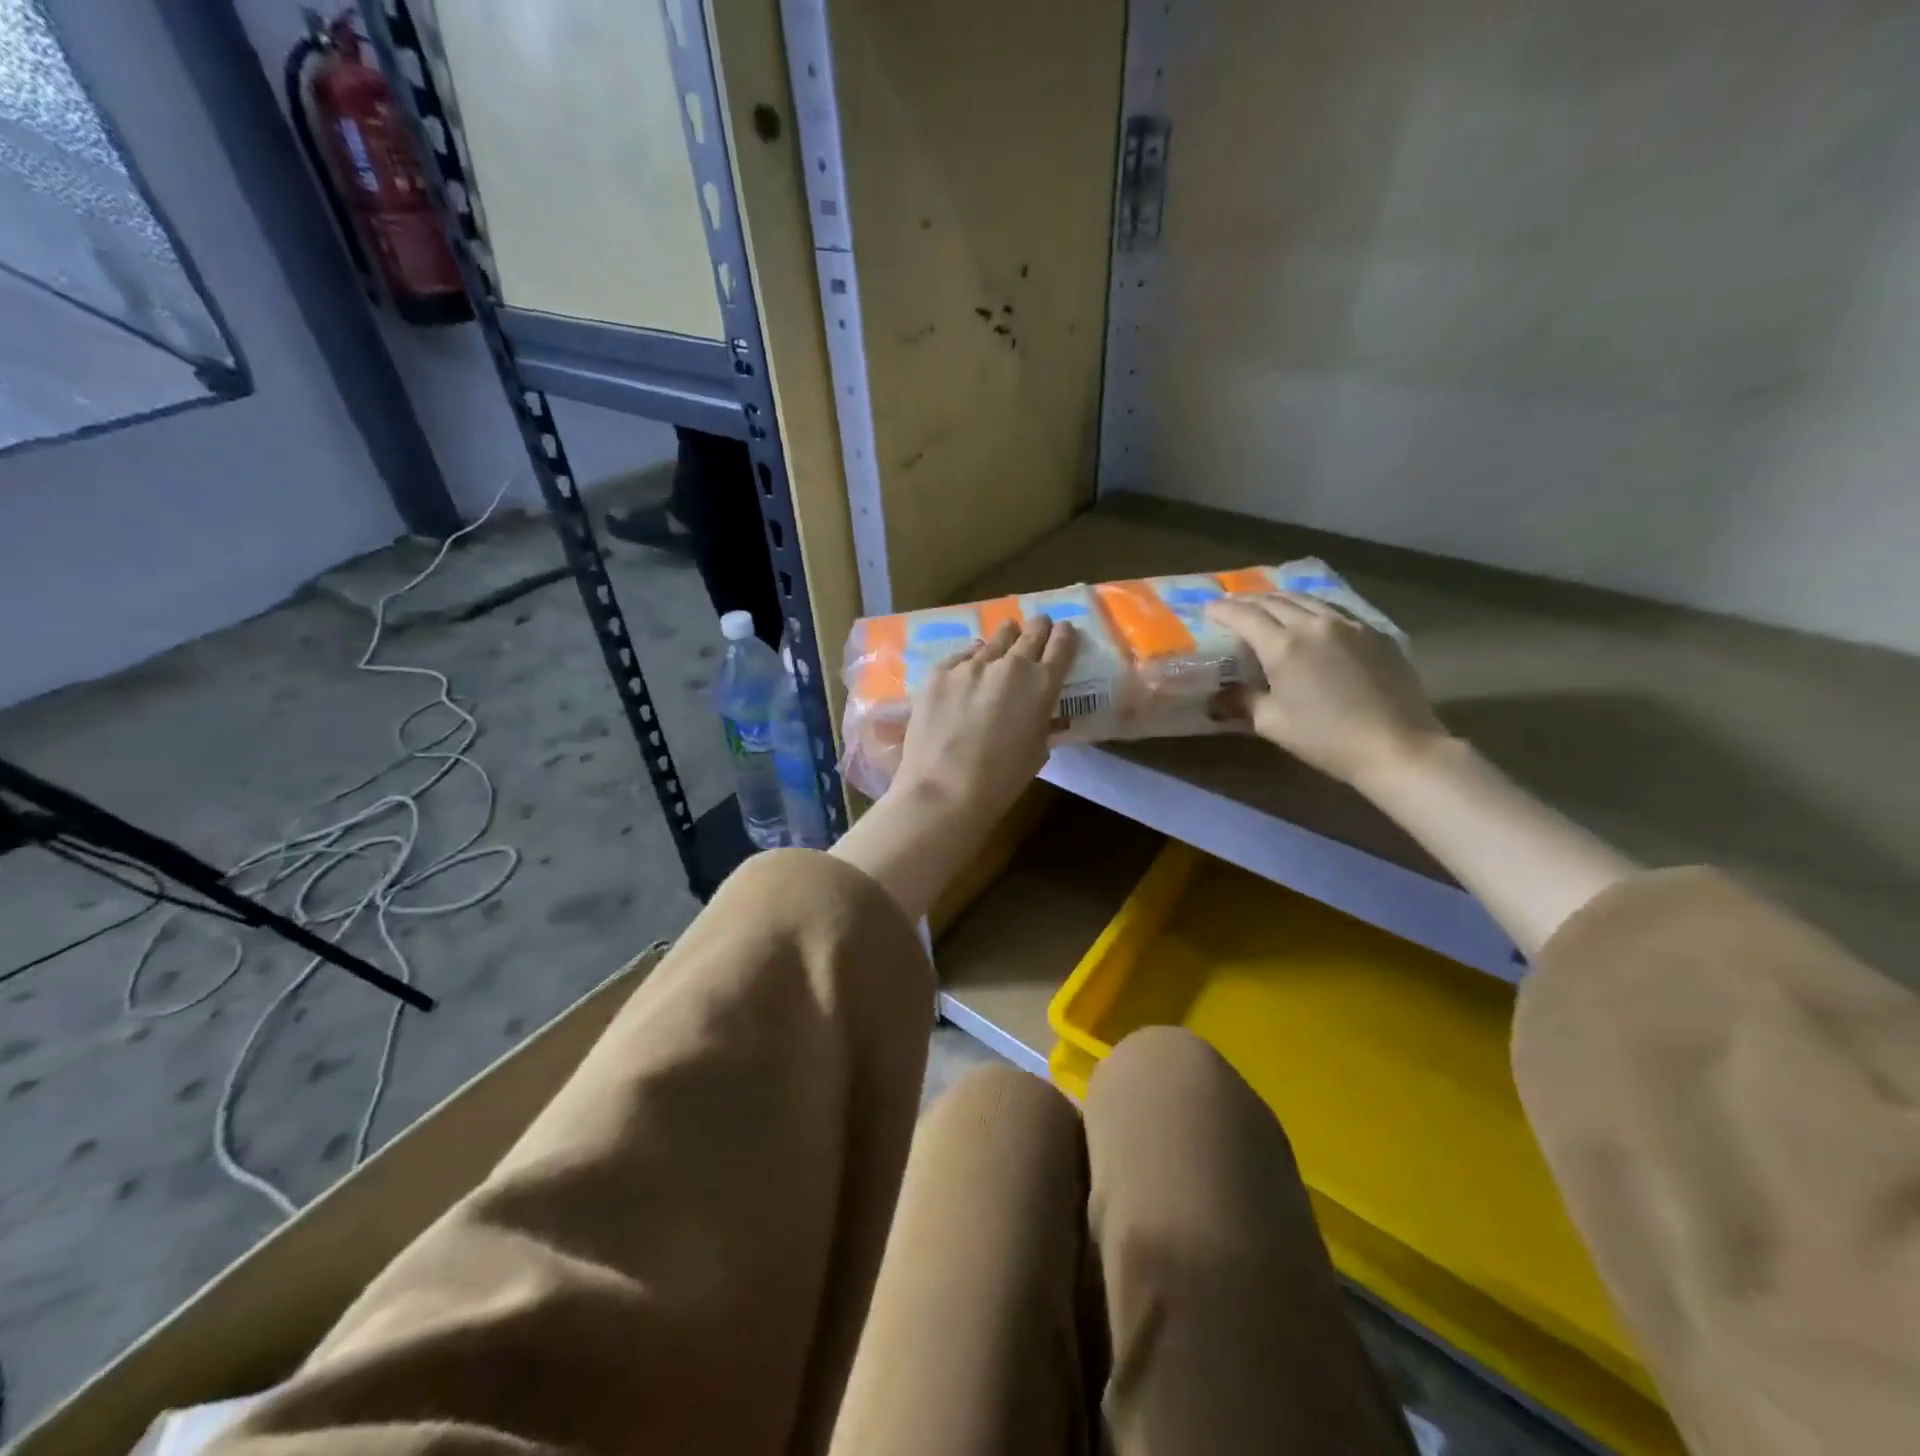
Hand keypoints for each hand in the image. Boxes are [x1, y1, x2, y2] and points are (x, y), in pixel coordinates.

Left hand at [892, 616, 1077, 827]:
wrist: (945, 790)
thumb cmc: (1001, 780)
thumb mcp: (1037, 751)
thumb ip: (1041, 721)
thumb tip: (1038, 711)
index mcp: (1042, 685)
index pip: (1062, 645)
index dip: (1065, 635)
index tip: (1064, 631)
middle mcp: (1010, 665)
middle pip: (1030, 632)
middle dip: (1038, 629)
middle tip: (1039, 627)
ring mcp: (971, 665)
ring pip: (994, 639)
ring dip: (1004, 639)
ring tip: (1005, 638)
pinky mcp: (939, 672)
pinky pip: (961, 657)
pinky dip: (970, 660)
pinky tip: (968, 669)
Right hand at [1206, 593, 1445, 785]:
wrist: (1396, 745)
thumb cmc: (1325, 738)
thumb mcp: (1273, 724)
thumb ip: (1245, 701)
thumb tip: (1222, 696)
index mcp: (1283, 646)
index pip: (1245, 617)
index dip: (1224, 610)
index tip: (1209, 607)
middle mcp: (1314, 625)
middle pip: (1276, 601)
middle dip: (1250, 601)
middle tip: (1235, 605)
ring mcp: (1349, 625)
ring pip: (1308, 599)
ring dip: (1282, 599)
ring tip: (1269, 604)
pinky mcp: (1375, 633)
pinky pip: (1336, 610)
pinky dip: (1314, 608)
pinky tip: (1312, 618)